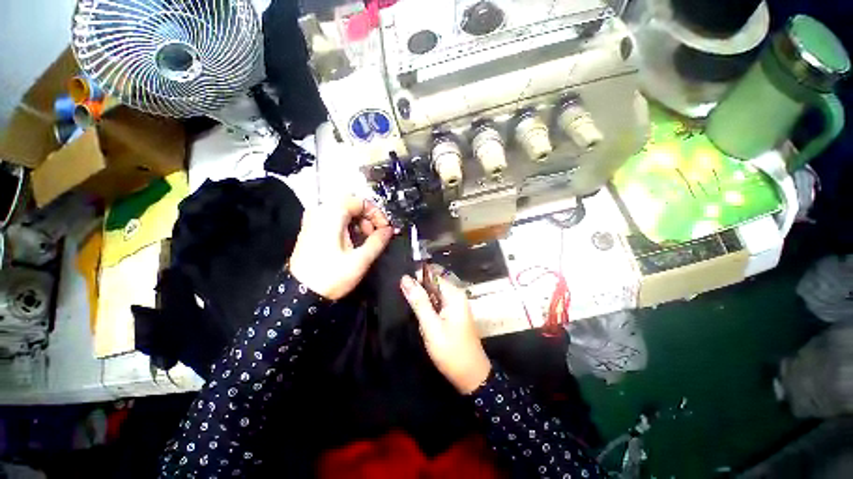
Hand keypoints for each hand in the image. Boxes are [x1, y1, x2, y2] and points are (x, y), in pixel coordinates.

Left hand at [290, 197, 393, 299]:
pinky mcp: (312, 228)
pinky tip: (353, 241)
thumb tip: (390, 230)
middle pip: (352, 204)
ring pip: (344, 211)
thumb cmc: (331, 276)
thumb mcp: (360, 260)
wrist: (300, 295)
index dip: (377, 213)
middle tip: (376, 235)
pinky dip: (348, 226)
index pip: (360, 201)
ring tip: (366, 241)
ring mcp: (313, 219)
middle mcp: (320, 211)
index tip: (385, 229)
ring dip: (359, 222)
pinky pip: (335, 219)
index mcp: (331, 214)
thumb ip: (378, 241)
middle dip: (368, 218)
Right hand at [400, 275, 491, 393]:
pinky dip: (427, 304)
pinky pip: (437, 301)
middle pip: (433, 281)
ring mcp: (455, 304)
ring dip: (422, 296)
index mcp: (453, 294)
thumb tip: (405, 278)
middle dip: (419, 286)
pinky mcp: (452, 313)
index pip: (433, 273)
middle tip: (404, 297)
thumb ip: (418, 301)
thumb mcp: (431, 326)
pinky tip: (419, 313)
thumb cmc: (450, 350)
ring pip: (434, 291)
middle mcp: (456, 294)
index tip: (403, 284)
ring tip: (408, 303)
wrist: (470, 375)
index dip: (418, 275)